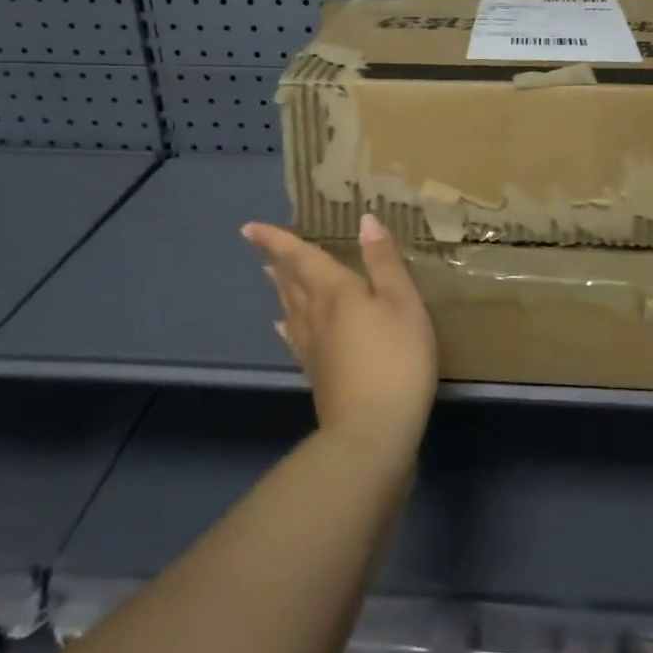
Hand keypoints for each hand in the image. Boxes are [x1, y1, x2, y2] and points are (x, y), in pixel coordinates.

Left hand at [241, 213, 438, 464]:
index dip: (276, 240)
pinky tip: (284, 326)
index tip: (249, 227)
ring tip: (272, 275)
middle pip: (290, 281)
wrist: (372, 431)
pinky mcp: (316, 373)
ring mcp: (311, 347)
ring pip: (289, 307)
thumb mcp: (403, 302)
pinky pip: (294, 336)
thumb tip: (366, 220)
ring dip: (280, 288)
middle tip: (261, 245)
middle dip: (277, 261)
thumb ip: (384, 261)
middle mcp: (314, 314)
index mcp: (333, 290)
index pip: (300, 257)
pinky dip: (287, 323)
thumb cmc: (394, 358)